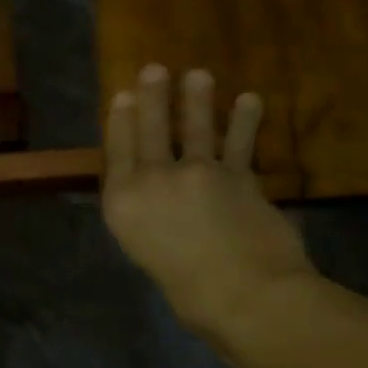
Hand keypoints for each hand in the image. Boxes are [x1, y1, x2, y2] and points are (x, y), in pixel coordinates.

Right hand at [102, 65, 316, 340]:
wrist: (244, 298)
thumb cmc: (187, 292)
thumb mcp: (147, 253)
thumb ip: (148, 219)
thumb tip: (159, 199)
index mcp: (124, 203)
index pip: (118, 151)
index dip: (120, 121)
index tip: (123, 95)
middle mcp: (155, 181)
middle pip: (150, 130)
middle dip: (152, 97)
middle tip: (155, 69)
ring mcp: (198, 174)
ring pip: (194, 128)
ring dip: (197, 98)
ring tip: (199, 74)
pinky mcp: (239, 177)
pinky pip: (240, 143)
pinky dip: (245, 120)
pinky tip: (249, 100)